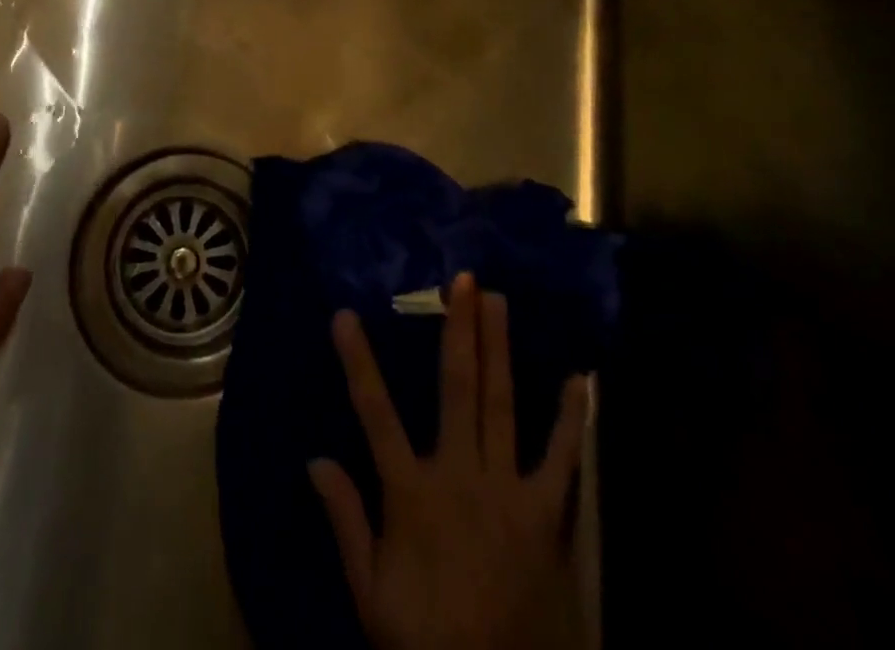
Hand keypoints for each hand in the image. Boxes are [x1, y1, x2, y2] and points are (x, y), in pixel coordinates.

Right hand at [309, 273, 589, 649]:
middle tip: (462, 280)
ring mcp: (507, 492)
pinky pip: (561, 461)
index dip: (358, 361)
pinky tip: (579, 381)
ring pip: (501, 406)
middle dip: (459, 331)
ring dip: (500, 350)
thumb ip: (346, 521)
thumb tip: (314, 458)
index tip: (345, 314)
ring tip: (499, 301)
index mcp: (411, 493)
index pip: (375, 414)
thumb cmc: (428, 639)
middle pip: (457, 390)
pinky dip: (570, 421)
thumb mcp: (371, 592)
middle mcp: (459, 476)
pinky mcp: (546, 516)